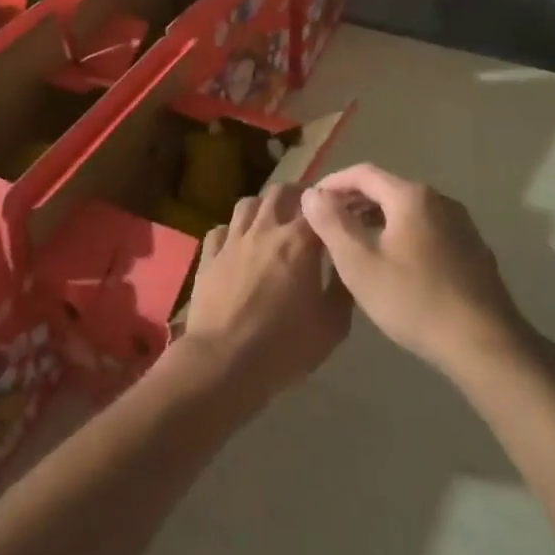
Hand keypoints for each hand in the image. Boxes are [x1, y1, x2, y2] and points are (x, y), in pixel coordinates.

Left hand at [177, 185, 350, 402]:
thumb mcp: (332, 325)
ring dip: (264, 207)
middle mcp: (265, 230)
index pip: (321, 206)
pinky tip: (238, 246)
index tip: (343, 212)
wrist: (223, 361)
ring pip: (248, 204)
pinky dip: (233, 231)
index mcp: (299, 242)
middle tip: (308, 211)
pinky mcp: (209, 256)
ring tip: (273, 222)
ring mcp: (232, 240)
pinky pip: (221, 230)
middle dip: (298, 195)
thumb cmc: (284, 346)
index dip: (335, 205)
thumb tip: (345, 266)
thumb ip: (342, 288)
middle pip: (281, 192)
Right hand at [301, 164, 536, 377]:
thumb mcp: (359, 262)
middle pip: (387, 189)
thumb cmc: (413, 299)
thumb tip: (312, 194)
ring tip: (353, 243)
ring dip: (376, 219)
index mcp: (411, 196)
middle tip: (327, 224)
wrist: (484, 343)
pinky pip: (426, 229)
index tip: (310, 202)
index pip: (362, 173)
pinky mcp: (472, 249)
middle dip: (353, 202)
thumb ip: (331, 223)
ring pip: (407, 211)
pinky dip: (400, 234)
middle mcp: (440, 200)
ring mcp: (460, 224)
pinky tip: (392, 264)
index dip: (332, 183)